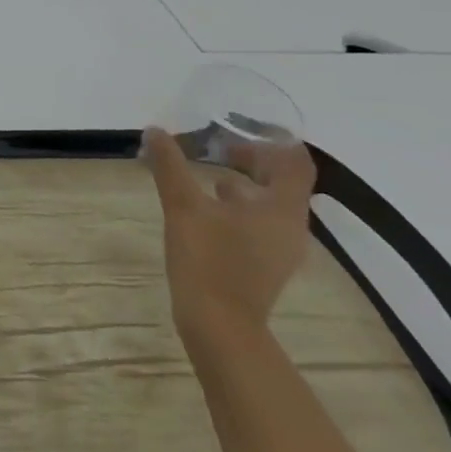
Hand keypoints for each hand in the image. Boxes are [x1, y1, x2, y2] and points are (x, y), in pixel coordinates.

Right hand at [142, 127, 316, 348]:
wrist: (218, 324)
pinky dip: (239, 207)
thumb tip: (155, 131)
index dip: (273, 140)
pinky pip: (260, 223)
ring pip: (270, 204)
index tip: (243, 127)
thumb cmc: (208, 260)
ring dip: (244, 184)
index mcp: (281, 208)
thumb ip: (170, 166)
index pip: (295, 162)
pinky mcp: (264, 263)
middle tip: (218, 146)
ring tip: (207, 175)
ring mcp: (280, 248)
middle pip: (283, 182)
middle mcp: (291, 225)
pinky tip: (207, 210)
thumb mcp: (183, 207)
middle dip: (253, 160)